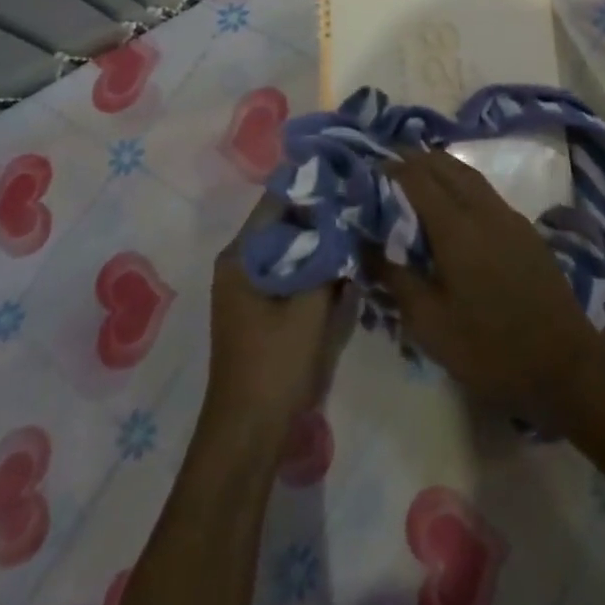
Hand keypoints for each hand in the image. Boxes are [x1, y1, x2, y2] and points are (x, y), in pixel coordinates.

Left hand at [204, 197, 353, 438]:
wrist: (248, 431)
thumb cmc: (274, 364)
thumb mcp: (309, 306)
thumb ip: (329, 258)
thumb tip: (348, 220)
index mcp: (242, 255)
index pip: (278, 198)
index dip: (314, 184)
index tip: (349, 173)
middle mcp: (241, 262)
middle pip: (286, 221)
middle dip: (323, 210)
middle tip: (363, 198)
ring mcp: (249, 284)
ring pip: (292, 246)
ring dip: (321, 238)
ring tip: (361, 223)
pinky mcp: (261, 305)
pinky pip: (292, 268)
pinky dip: (316, 262)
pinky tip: (346, 262)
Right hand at [375, 151, 604, 423]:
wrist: (564, 363)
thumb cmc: (489, 348)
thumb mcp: (430, 325)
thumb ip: (396, 278)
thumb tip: (368, 244)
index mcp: (456, 227)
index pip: (418, 178)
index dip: (392, 168)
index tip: (368, 169)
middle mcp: (483, 209)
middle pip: (445, 165)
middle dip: (415, 160)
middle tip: (388, 168)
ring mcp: (508, 216)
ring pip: (468, 174)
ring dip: (440, 168)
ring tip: (415, 176)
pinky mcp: (524, 229)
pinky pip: (484, 190)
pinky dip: (460, 183)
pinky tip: (451, 204)